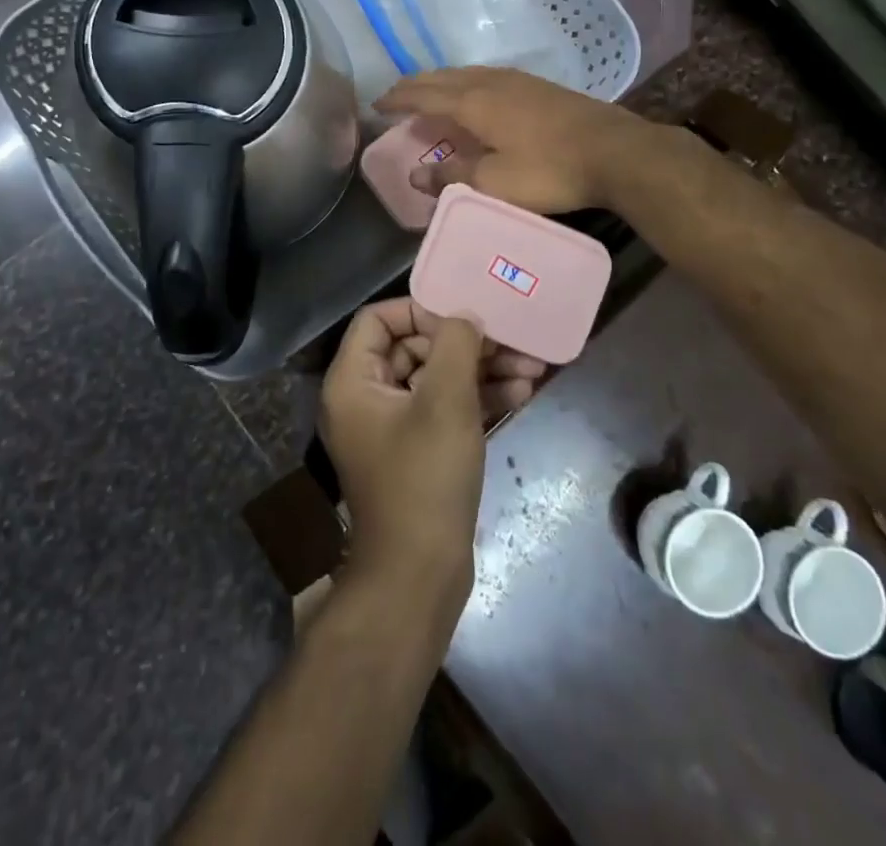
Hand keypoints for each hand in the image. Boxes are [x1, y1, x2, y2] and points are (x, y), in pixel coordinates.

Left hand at [320, 299, 544, 603]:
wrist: (420, 576)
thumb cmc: (425, 479)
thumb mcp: (445, 402)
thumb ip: (456, 345)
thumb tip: (464, 315)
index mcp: (353, 381)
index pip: (379, 319)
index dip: (421, 310)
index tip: (464, 314)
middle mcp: (365, 398)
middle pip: (414, 347)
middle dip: (466, 343)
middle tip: (513, 341)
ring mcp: (392, 427)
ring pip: (437, 379)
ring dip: (481, 370)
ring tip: (532, 368)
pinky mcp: (417, 451)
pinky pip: (445, 409)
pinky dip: (478, 399)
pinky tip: (522, 395)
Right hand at [376, 67, 651, 213]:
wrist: (615, 151)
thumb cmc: (549, 170)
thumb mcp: (494, 184)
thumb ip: (451, 177)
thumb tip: (415, 176)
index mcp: (474, 102)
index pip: (423, 94)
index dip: (397, 98)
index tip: (376, 104)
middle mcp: (490, 82)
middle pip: (442, 77)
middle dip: (415, 86)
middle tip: (396, 96)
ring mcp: (517, 80)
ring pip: (466, 73)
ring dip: (441, 82)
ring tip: (430, 93)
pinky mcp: (539, 86)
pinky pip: (487, 76)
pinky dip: (466, 83)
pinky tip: (476, 94)